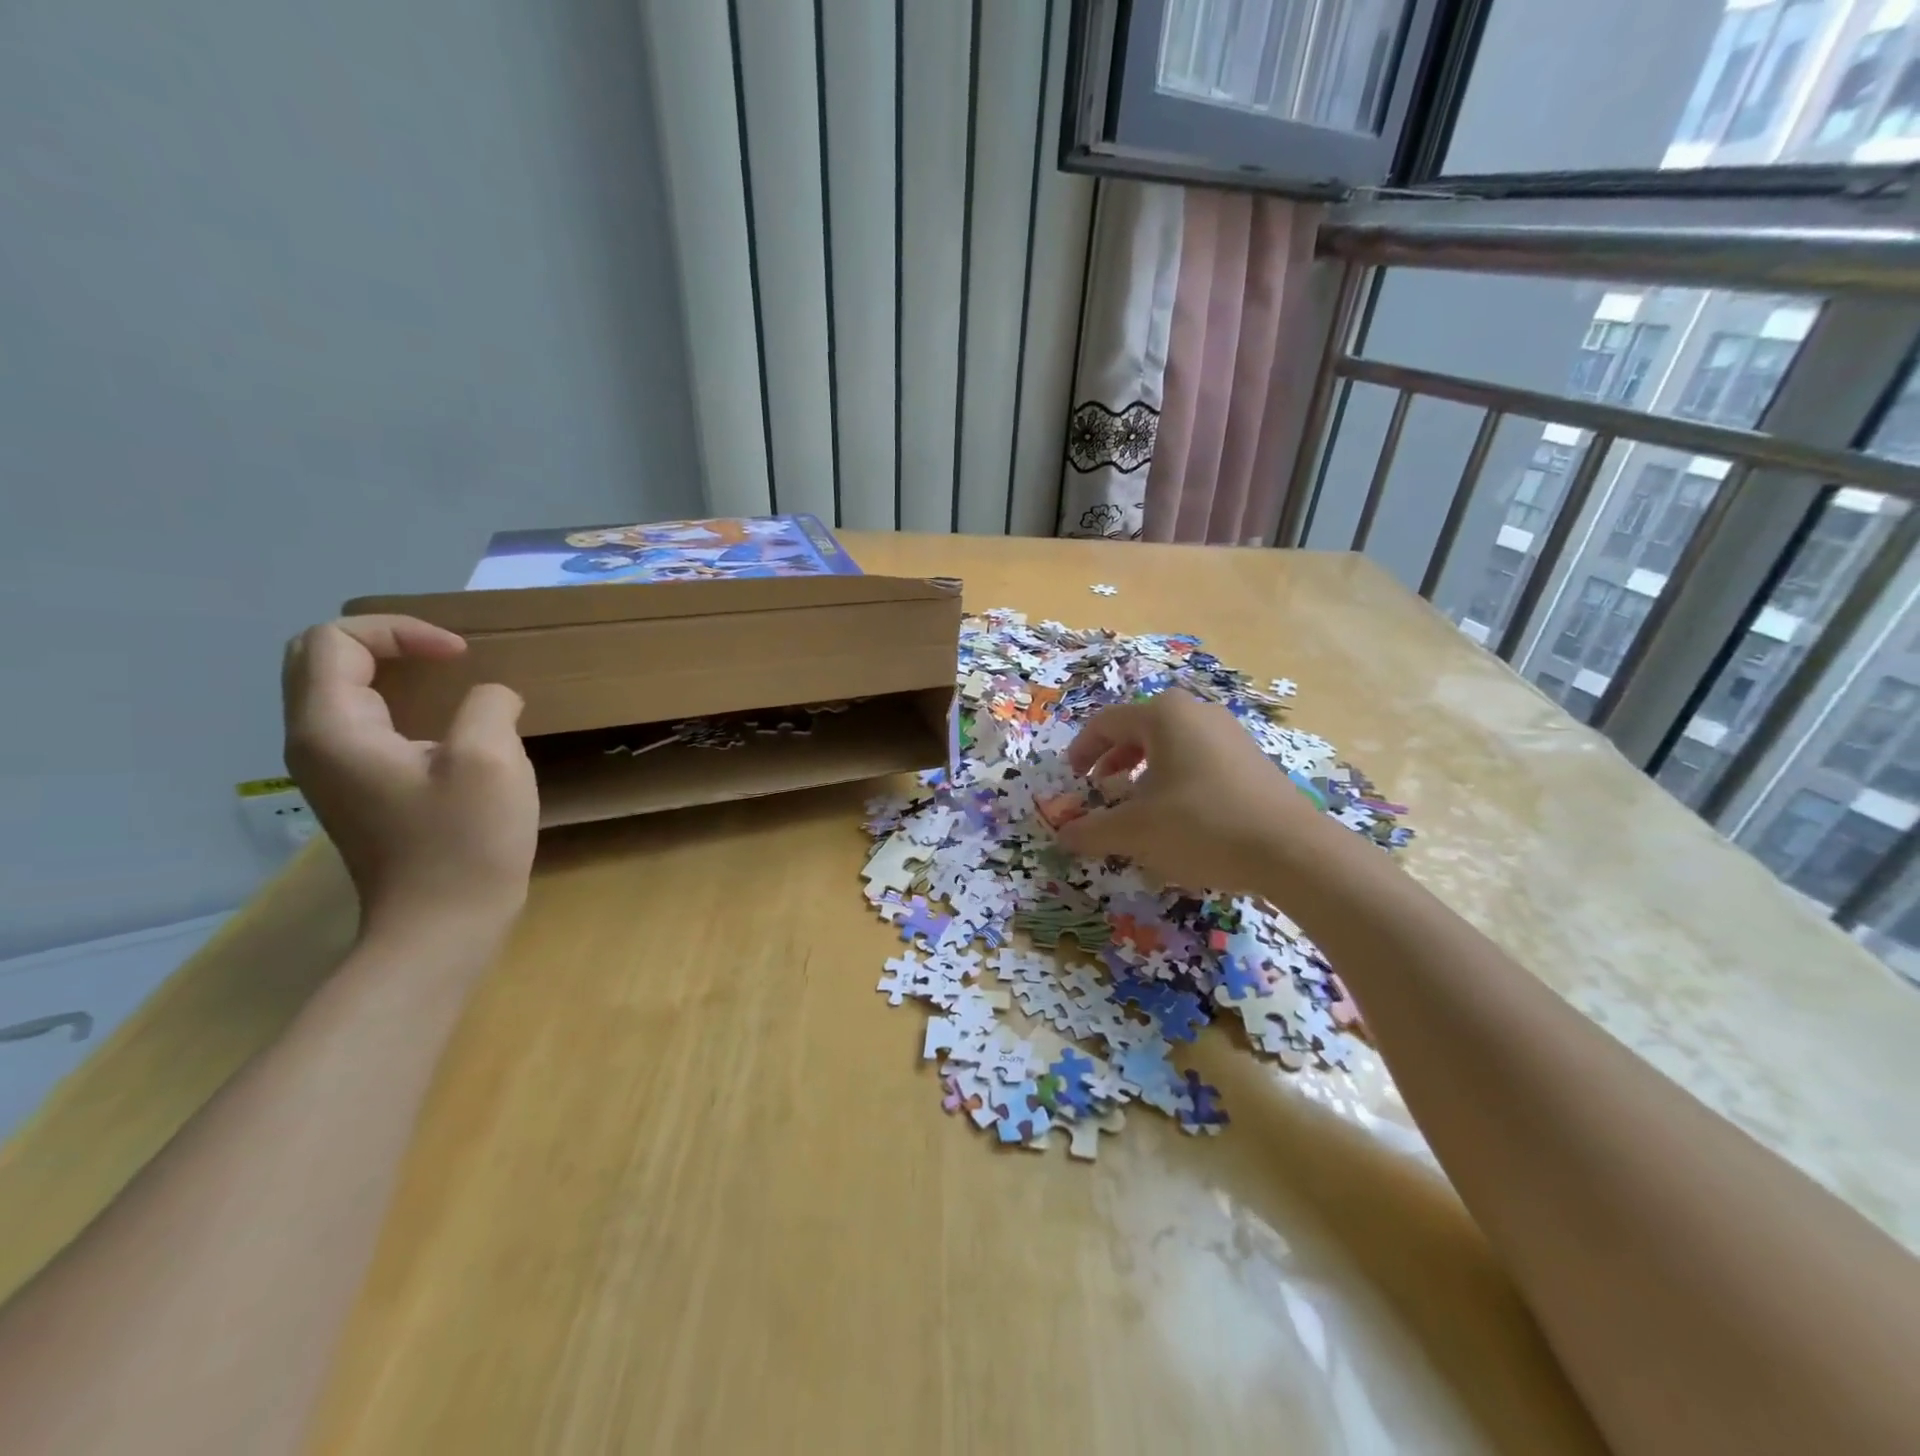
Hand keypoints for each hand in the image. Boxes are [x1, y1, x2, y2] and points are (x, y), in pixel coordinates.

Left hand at [282, 615, 538, 942]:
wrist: (442, 928)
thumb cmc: (465, 843)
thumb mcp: (490, 760)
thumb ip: (488, 706)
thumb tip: (490, 699)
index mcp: (333, 729)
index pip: (335, 641)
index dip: (400, 632)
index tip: (462, 658)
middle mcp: (315, 744)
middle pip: (319, 659)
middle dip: (384, 642)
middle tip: (445, 656)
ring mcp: (332, 772)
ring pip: (337, 692)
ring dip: (389, 672)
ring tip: (449, 681)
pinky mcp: (358, 792)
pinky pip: (362, 725)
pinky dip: (397, 705)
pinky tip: (446, 725)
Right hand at [1056, 691, 1344, 895]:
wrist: (1290, 850)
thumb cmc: (1200, 825)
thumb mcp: (1135, 831)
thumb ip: (1091, 830)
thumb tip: (1063, 835)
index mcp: (1164, 715)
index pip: (1106, 723)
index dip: (1082, 750)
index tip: (1072, 779)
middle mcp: (1197, 712)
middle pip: (1139, 730)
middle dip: (1113, 761)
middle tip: (1100, 790)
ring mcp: (1229, 733)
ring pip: (1170, 746)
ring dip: (1143, 772)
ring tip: (1136, 806)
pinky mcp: (1250, 759)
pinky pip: (1198, 759)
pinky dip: (1174, 780)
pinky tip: (1178, 816)